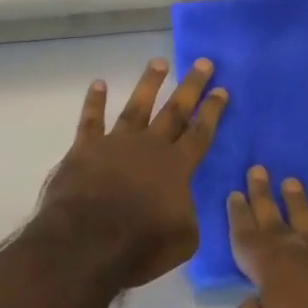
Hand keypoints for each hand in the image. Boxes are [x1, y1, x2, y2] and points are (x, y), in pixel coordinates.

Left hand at [38, 59, 227, 288]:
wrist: (86, 241)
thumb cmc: (139, 245)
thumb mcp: (183, 239)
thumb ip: (188, 213)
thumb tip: (182, 200)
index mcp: (176, 167)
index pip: (200, 133)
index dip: (212, 111)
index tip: (222, 89)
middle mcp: (150, 146)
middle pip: (175, 110)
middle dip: (191, 86)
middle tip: (204, 63)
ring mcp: (117, 142)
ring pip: (137, 106)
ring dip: (149, 83)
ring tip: (159, 62)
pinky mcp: (86, 147)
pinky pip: (91, 119)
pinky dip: (95, 101)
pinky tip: (98, 83)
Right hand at [228, 166, 307, 307]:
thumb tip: (255, 298)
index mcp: (273, 270)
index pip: (248, 236)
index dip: (239, 214)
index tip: (234, 192)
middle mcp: (304, 256)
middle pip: (278, 220)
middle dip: (265, 195)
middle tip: (258, 170)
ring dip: (299, 205)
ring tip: (292, 184)